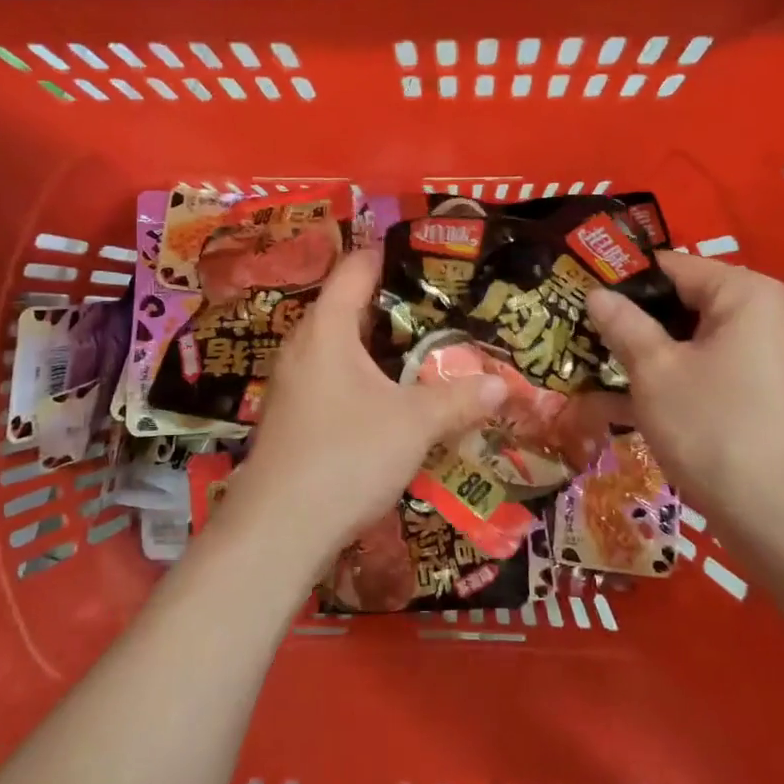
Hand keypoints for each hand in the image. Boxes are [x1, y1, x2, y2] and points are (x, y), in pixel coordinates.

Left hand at [233, 249, 507, 564]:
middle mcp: (303, 346)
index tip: (429, 254)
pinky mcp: (293, 416)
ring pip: (341, 346)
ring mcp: (293, 383)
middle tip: (442, 305)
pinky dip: (364, 375)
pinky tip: (392, 397)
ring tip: (425, 347)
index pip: (355, 268)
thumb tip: (504, 385)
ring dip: (379, 345)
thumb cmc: (346, 457)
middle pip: (348, 305)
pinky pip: (333, 377)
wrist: (278, 530)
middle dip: (394, 303)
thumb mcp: (414, 424)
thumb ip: (459, 398)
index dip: (389, 254)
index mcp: (327, 328)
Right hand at [585, 254, 783, 537]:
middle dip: (632, 322)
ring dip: (646, 355)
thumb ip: (623, 325)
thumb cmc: (714, 428)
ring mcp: (768, 358)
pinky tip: (624, 403)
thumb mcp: (655, 371)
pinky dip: (672, 380)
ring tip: (594, 370)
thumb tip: (596, 294)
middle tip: (580, 338)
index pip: (671, 266)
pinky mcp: (765, 395)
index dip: (621, 281)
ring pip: (692, 342)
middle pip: (683, 303)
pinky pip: (708, 371)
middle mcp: (765, 316)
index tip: (577, 297)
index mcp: (745, 293)